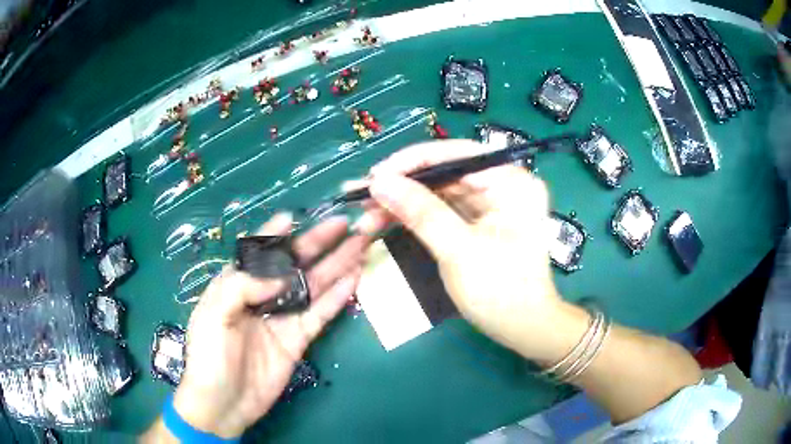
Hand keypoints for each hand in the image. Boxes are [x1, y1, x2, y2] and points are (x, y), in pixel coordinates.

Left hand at [172, 214, 369, 437]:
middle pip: (293, 264)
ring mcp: (283, 317)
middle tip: (344, 224)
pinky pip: (320, 313)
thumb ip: (241, 286)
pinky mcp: (298, 339)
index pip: (258, 252)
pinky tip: (353, 278)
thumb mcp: (212, 315)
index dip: (276, 233)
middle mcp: (262, 295)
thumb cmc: (208, 357)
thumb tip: (279, 274)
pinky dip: (338, 296)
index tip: (294, 216)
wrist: (223, 404)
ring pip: (313, 285)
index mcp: (236, 284)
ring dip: (336, 265)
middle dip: (317, 242)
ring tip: (359, 244)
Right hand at [357, 140, 572, 360]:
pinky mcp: (477, 219)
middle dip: (400, 185)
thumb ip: (420, 212)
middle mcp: (502, 183)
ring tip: (364, 212)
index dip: (412, 162)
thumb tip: (379, 182)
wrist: (521, 327)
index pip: (456, 154)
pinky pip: (440, 209)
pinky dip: (413, 215)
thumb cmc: (500, 291)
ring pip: (437, 191)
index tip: (375, 176)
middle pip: (443, 172)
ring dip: (401, 201)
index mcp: (511, 181)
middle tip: (360, 194)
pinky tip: (383, 219)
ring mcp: (489, 202)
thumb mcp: (459, 250)